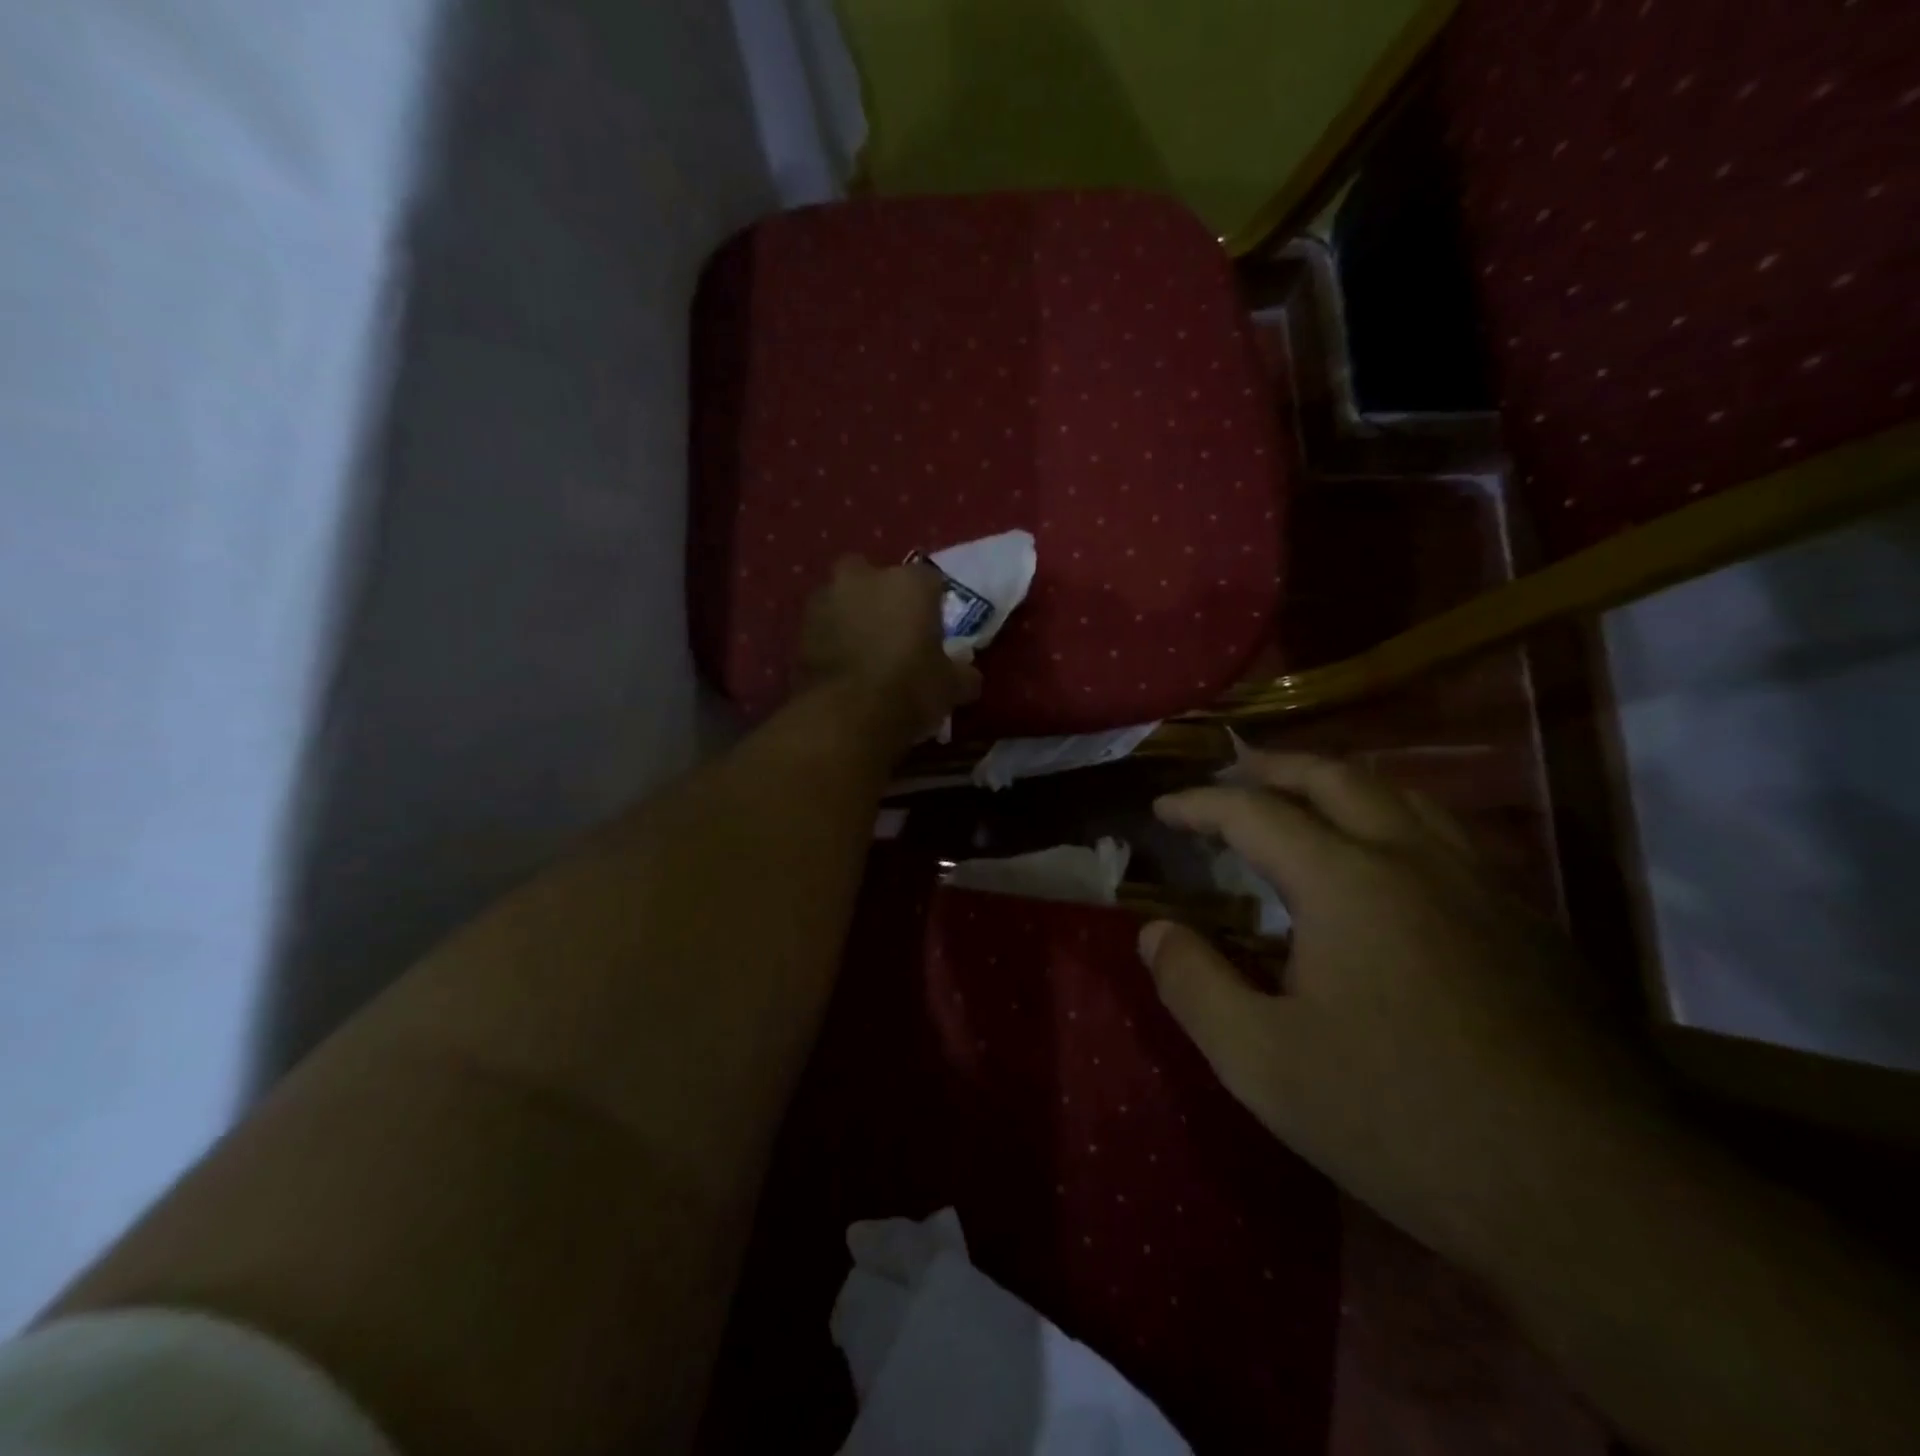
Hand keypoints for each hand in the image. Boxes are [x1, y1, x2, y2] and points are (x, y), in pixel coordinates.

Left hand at [799, 558, 982, 754]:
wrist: (846, 716)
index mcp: (909, 582)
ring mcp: (825, 601)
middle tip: (891, 629)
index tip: (934, 628)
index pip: (929, 579)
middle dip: (880, 595)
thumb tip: (968, 676)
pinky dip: (830, 641)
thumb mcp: (952, 687)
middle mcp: (864, 579)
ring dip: (850, 616)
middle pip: (874, 576)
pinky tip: (843, 668)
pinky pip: (822, 629)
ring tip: (863, 651)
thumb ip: (962, 674)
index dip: (933, 603)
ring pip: (842, 599)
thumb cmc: (910, 688)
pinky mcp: (798, 631)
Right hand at [1140, 751, 1659, 1274]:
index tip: (1163, 808)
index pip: (1255, 813)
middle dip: (1274, 768)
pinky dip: (1395, 818)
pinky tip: (1390, 861)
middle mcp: (1415, 860)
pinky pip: (1448, 836)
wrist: (1590, 1196)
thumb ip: (1193, 986)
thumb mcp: (1262, 1062)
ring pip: (1405, 795)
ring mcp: (1483, 886)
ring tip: (1305, 798)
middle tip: (1231, 774)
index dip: (1200, 804)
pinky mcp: (1527, 923)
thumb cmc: (1401, 1119)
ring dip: (1341, 782)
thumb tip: (1154, 932)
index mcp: (1347, 882)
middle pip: (1336, 777)